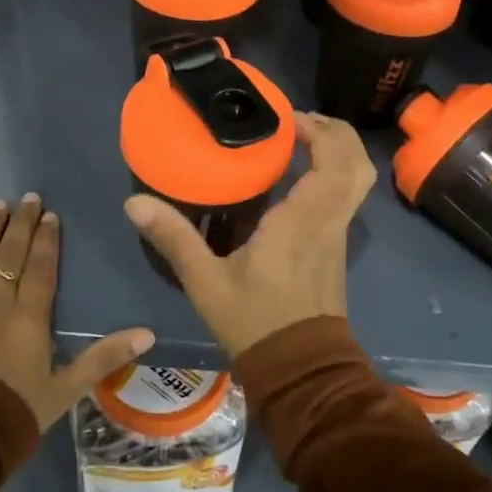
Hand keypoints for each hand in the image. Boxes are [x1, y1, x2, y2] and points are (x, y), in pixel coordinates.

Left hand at [0, 194, 154, 429]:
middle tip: (27, 198)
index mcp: (29, 318)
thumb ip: (103, 358)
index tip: (50, 215)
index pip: (41, 268)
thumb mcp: (64, 391)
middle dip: (21, 224)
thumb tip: (148, 333)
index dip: (47, 240)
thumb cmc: (10, 416)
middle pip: (10, 254)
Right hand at [124, 113, 375, 358]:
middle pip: (357, 164)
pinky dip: (332, 175)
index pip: (334, 160)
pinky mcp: (335, 249)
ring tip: (299, 142)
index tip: (286, 120)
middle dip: (336, 133)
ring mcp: (337, 236)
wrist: (300, 371)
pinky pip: (345, 198)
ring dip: (337, 153)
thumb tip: (134, 203)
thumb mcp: (206, 282)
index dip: (319, 130)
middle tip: (298, 124)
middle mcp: (329, 221)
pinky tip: (295, 181)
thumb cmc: (256, 322)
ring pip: (357, 181)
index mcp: (304, 220)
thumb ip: (174, 238)